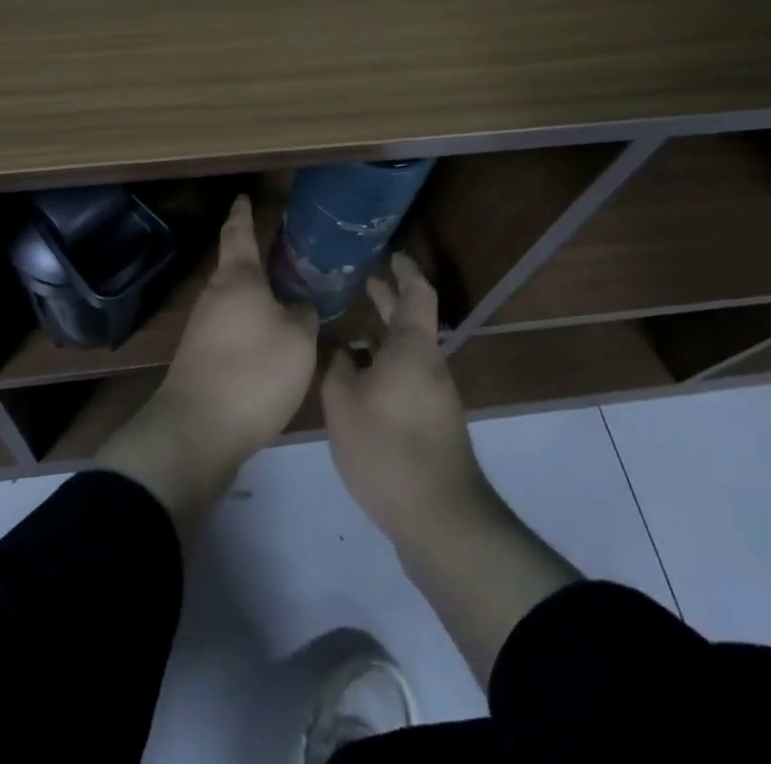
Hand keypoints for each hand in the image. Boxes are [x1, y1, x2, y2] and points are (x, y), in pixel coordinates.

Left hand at [95, 194, 318, 532]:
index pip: (239, 234)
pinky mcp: (200, 357)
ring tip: (284, 302)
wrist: (199, 428)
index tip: (243, 197)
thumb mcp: (298, 340)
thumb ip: (303, 315)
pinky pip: (230, 330)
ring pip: (233, 301)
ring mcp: (202, 327)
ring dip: (255, 299)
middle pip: (235, 269)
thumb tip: (299, 306)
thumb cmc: (254, 370)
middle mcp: (214, 295)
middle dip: (255, 261)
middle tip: (283, 256)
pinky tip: (269, 345)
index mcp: (238, 278)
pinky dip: (250, 328)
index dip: (242, 214)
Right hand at [324, 254, 583, 686]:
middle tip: (358, 279)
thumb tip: (332, 343)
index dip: (403, 269)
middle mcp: (427, 364)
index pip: (416, 292)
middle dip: (386, 298)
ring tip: (344, 328)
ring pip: (403, 352)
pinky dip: (379, 365)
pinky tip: (352, 379)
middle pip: (409, 320)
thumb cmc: (388, 445)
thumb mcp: (343, 399)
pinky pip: (401, 377)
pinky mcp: (428, 424)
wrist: (438, 518)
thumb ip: (334, 363)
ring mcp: (431, 396)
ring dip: (378, 335)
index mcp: (411, 346)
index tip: (388, 253)